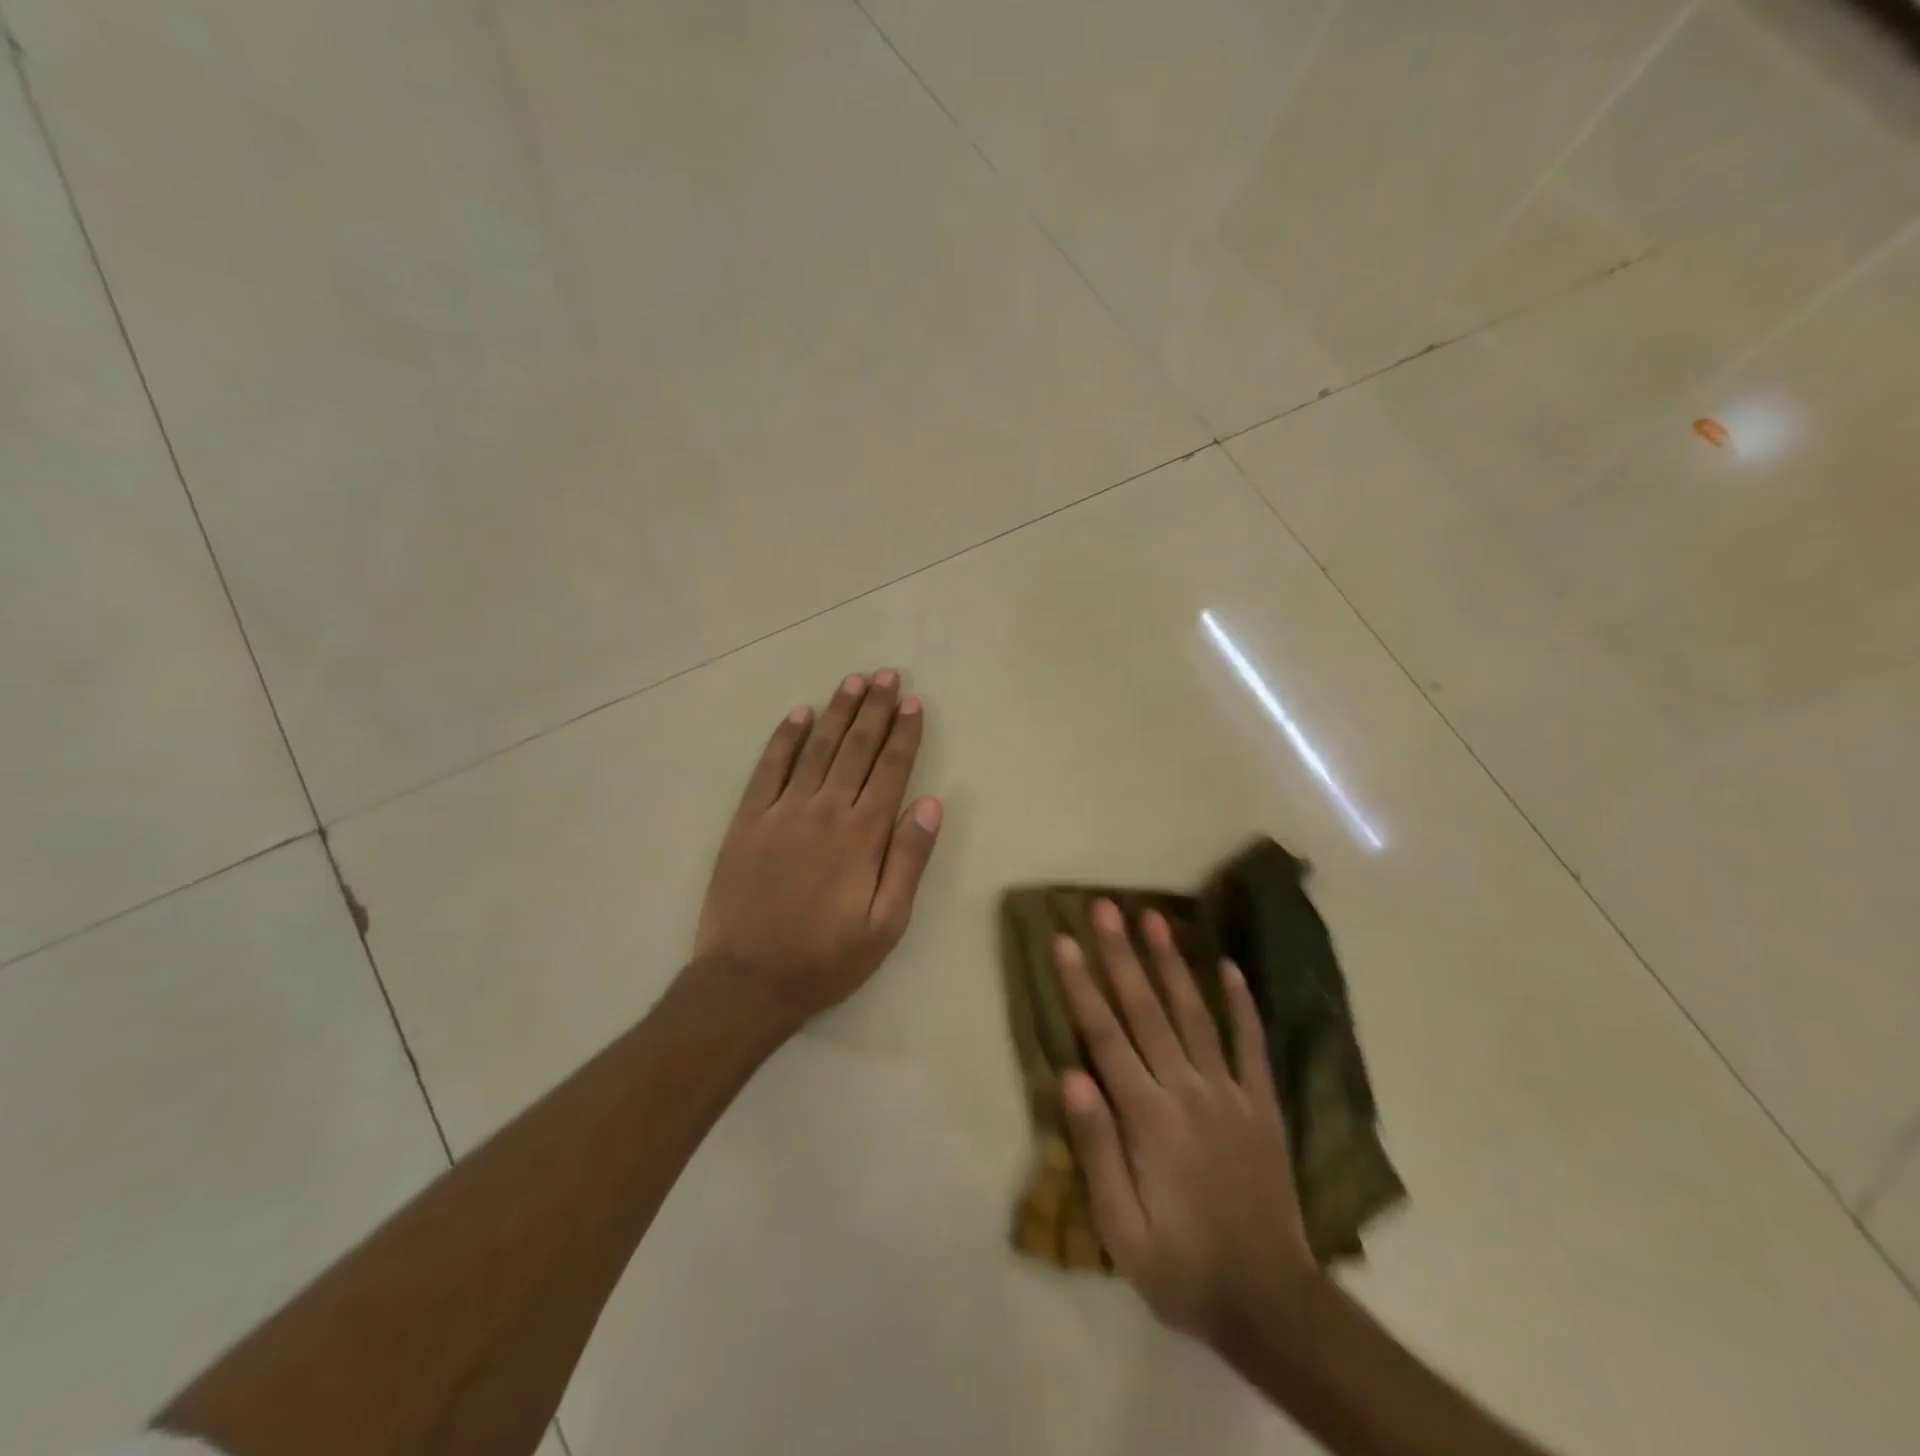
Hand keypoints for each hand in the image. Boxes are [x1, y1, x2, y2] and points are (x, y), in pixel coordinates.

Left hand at [695, 671, 942, 1029]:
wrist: (746, 982)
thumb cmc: (826, 959)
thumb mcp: (886, 925)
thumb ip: (909, 861)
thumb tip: (932, 804)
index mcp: (862, 835)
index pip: (891, 770)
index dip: (904, 734)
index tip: (912, 702)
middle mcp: (825, 810)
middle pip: (855, 748)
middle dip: (874, 709)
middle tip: (886, 675)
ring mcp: (782, 811)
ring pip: (816, 748)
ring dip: (836, 712)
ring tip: (853, 681)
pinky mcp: (748, 820)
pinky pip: (769, 768)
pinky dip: (784, 738)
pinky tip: (799, 714)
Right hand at [1055, 900, 1317, 1343]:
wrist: (1269, 1302)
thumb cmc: (1180, 1267)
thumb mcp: (1121, 1228)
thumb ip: (1097, 1147)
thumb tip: (1070, 1075)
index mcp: (1148, 1118)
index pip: (1105, 1036)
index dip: (1082, 984)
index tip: (1064, 939)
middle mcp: (1187, 1091)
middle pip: (1147, 1010)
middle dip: (1122, 954)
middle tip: (1106, 906)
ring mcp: (1230, 1093)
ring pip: (1195, 1014)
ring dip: (1173, 963)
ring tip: (1155, 918)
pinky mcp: (1262, 1104)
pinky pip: (1251, 1045)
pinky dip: (1241, 1004)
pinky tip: (1229, 966)